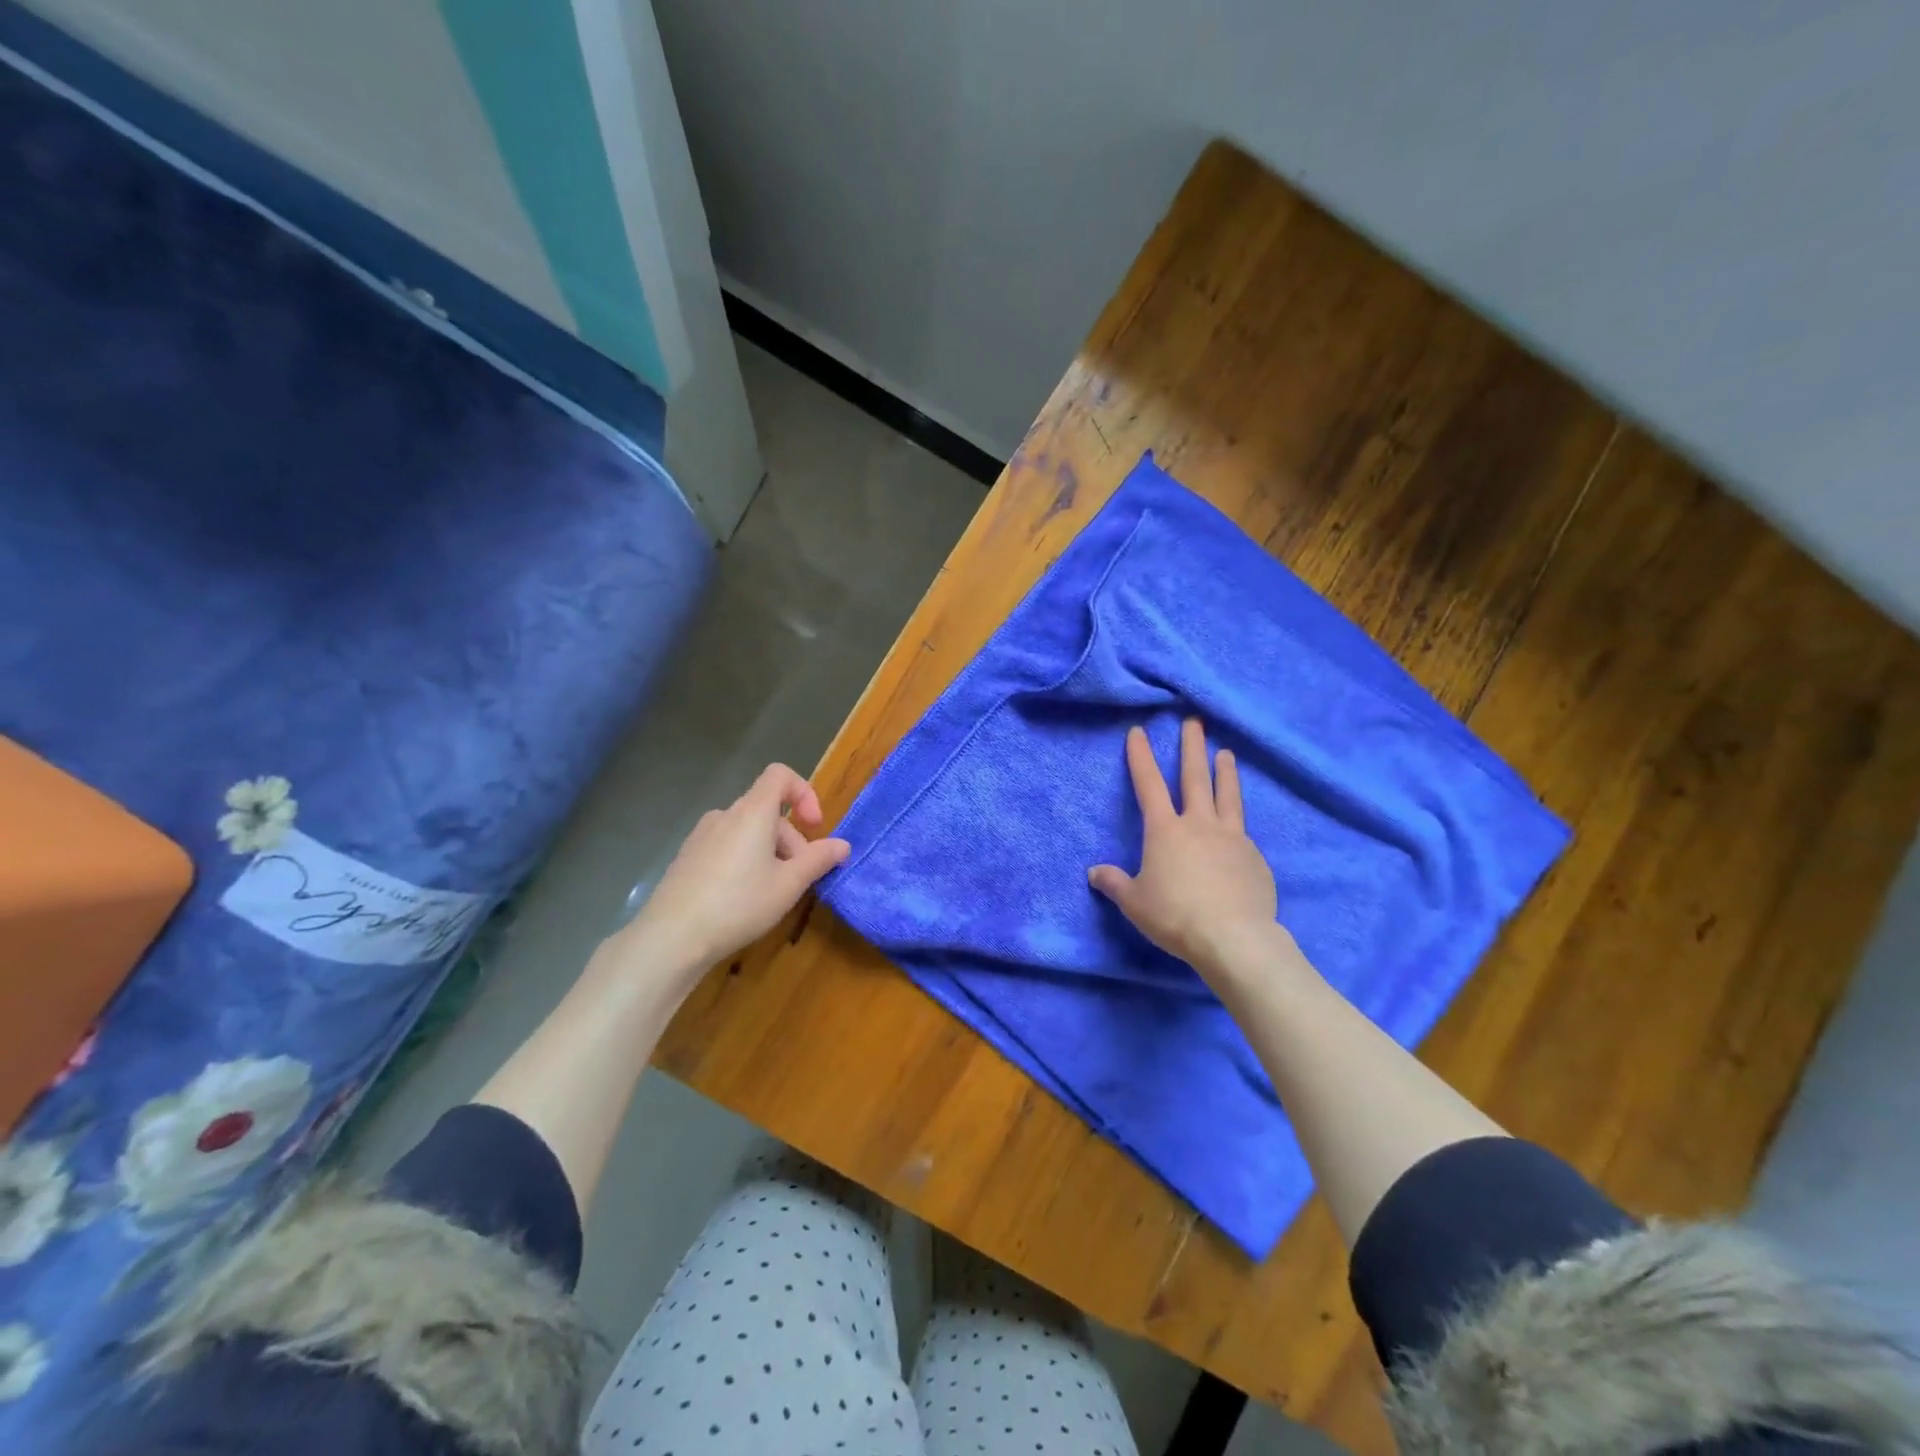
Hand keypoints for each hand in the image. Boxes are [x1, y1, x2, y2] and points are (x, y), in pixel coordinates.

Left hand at [613, 764, 850, 979]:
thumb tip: (842, 845)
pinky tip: (741, 899)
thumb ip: (818, 860)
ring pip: (747, 832)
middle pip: (767, 811)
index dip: (804, 793)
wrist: (671, 937)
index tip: (814, 827)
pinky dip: (744, 861)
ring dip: (769, 853)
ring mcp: (701, 836)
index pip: (780, 775)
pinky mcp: (687, 858)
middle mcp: (724, 815)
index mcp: (751, 812)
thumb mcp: (788, 885)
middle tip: (799, 879)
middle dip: (791, 840)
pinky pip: (726, 846)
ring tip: (771, 893)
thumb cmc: (738, 904)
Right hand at [1089, 720, 1297, 981]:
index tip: (1139, 732)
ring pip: (1228, 796)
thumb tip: (1095, 872)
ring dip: (1226, 772)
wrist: (1233, 937)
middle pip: (1195, 777)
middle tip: (1194, 722)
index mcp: (1165, 830)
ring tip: (1226, 754)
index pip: (1148, 785)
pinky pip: (1243, 834)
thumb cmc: (1175, 916)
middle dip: (1191, 748)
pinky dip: (1237, 824)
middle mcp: (1199, 825)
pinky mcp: (1255, 858)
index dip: (1141, 757)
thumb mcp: (1135, 902)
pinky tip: (1238, 832)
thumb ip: (1115, 884)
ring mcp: (1232, 838)